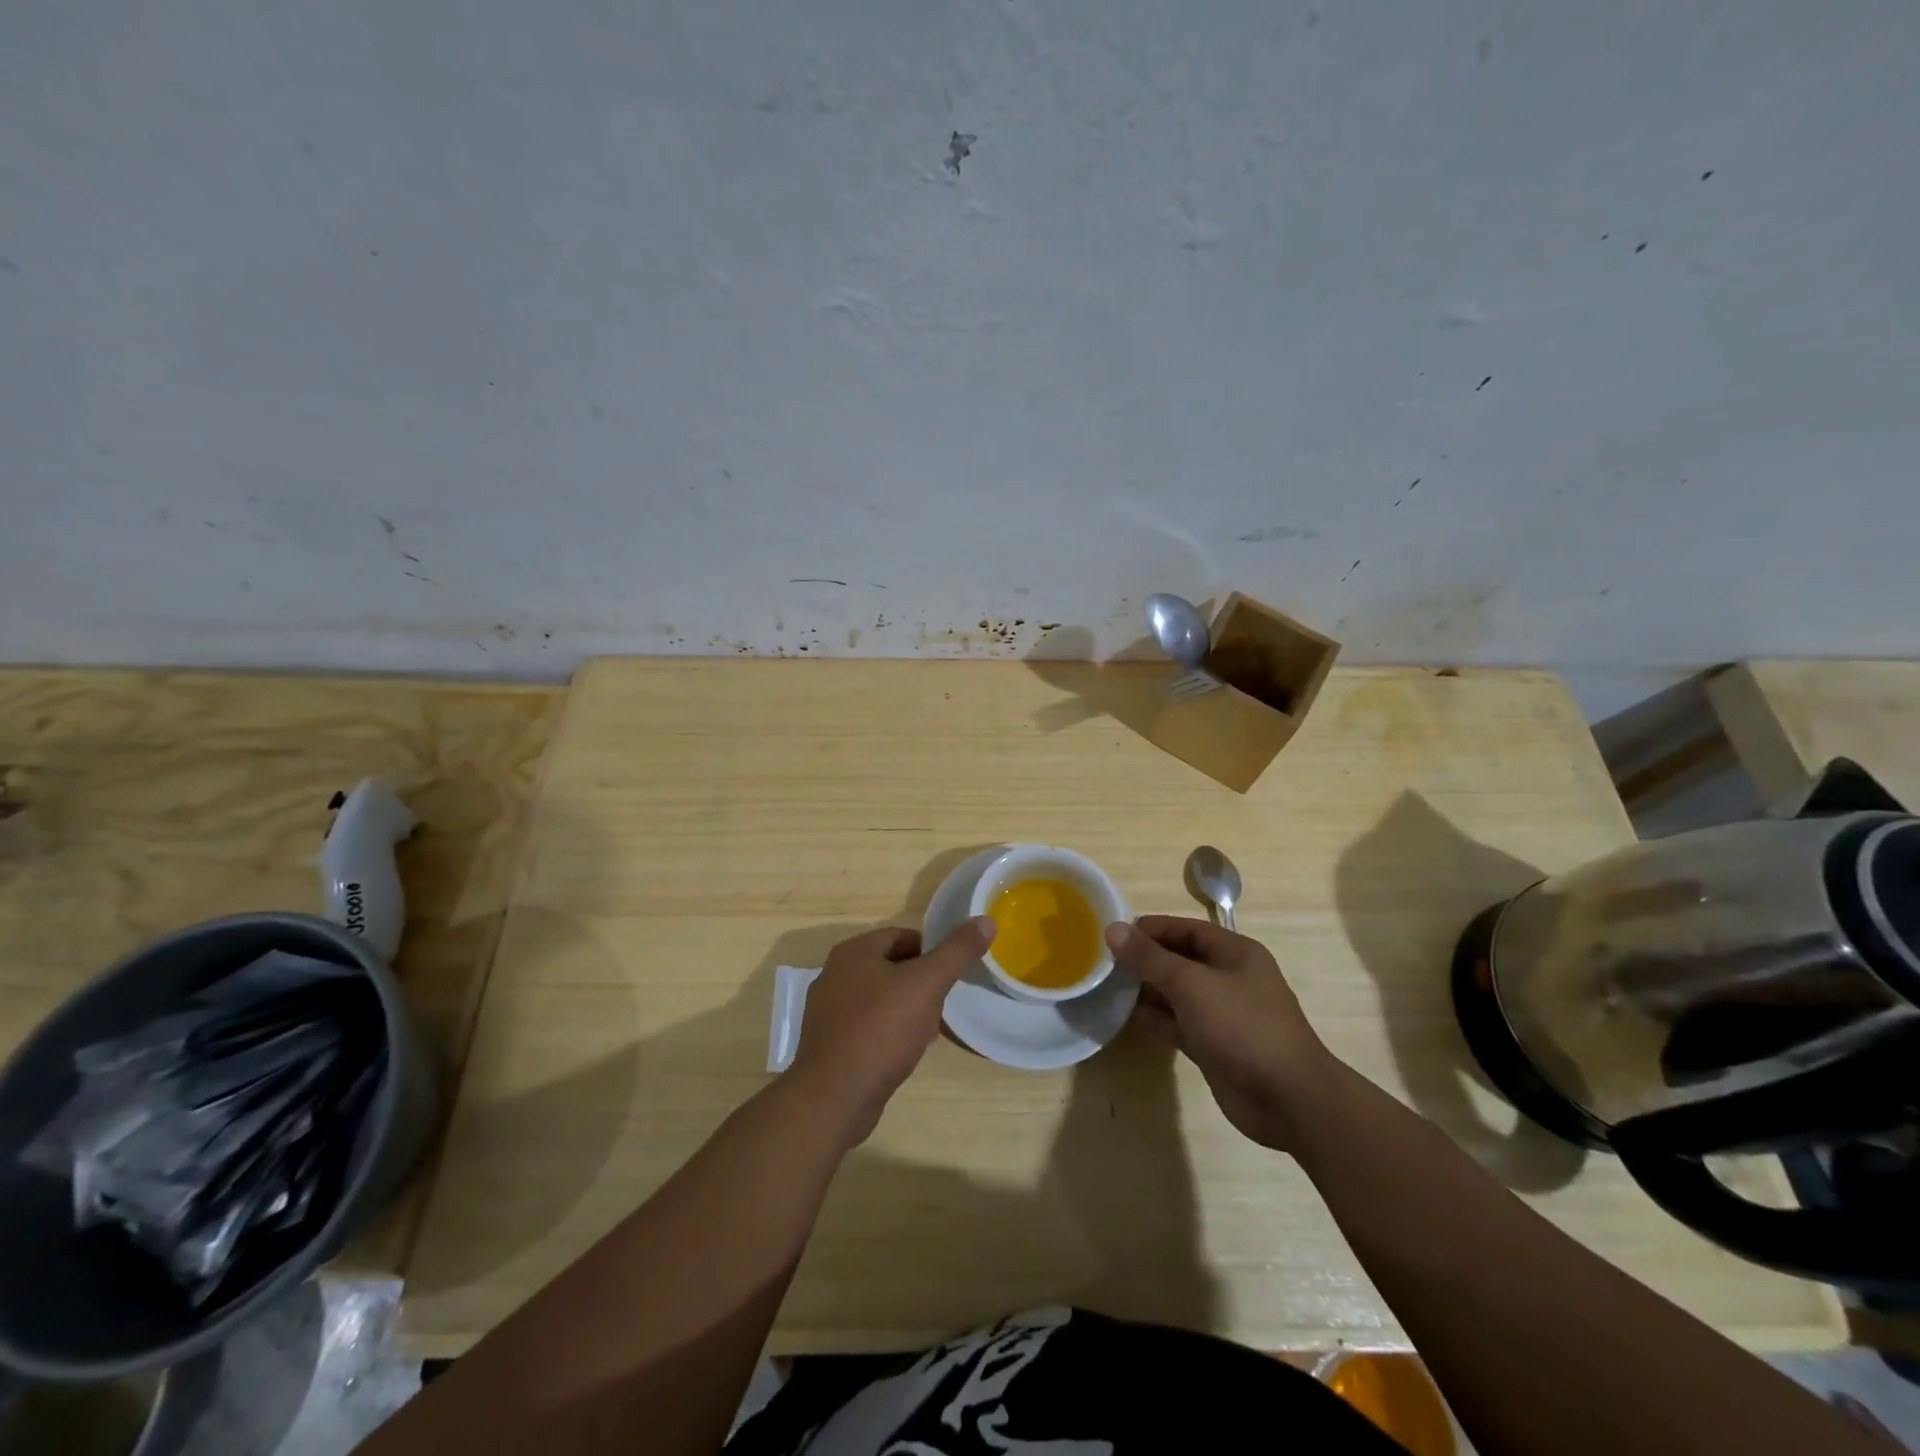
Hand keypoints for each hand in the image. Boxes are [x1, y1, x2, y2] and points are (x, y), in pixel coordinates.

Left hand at [790, 918, 995, 1145]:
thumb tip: (985, 921)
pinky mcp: (828, 1044)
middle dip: (920, 983)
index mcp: (853, 952)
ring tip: (929, 1032)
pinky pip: (866, 1026)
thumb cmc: (882, 1029)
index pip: (902, 936)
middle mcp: (834, 974)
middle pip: (891, 967)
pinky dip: (887, 1033)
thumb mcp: (927, 984)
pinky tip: (904, 1053)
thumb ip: (957, 951)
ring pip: (879, 998)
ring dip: (906, 1009)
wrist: (835, 1096)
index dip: (932, 952)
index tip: (951, 975)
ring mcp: (827, 1011)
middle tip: (943, 1004)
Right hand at [1106, 915, 1337, 1150]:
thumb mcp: (1191, 984)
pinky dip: (1156, 1019)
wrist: (1288, 1099)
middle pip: (1180, 959)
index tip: (1114, 934)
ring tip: (1108, 987)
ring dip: (1147, 990)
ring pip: (1177, 993)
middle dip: (1145, 959)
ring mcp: (1222, 1014)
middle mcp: (1229, 978)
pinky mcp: (1214, 1045)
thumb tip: (1113, 930)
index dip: (1151, 929)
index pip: (1186, 928)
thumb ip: (1150, 958)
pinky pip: (1178, 1023)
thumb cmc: (1242, 1026)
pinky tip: (1127, 1016)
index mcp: (1235, 953)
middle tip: (1104, 962)